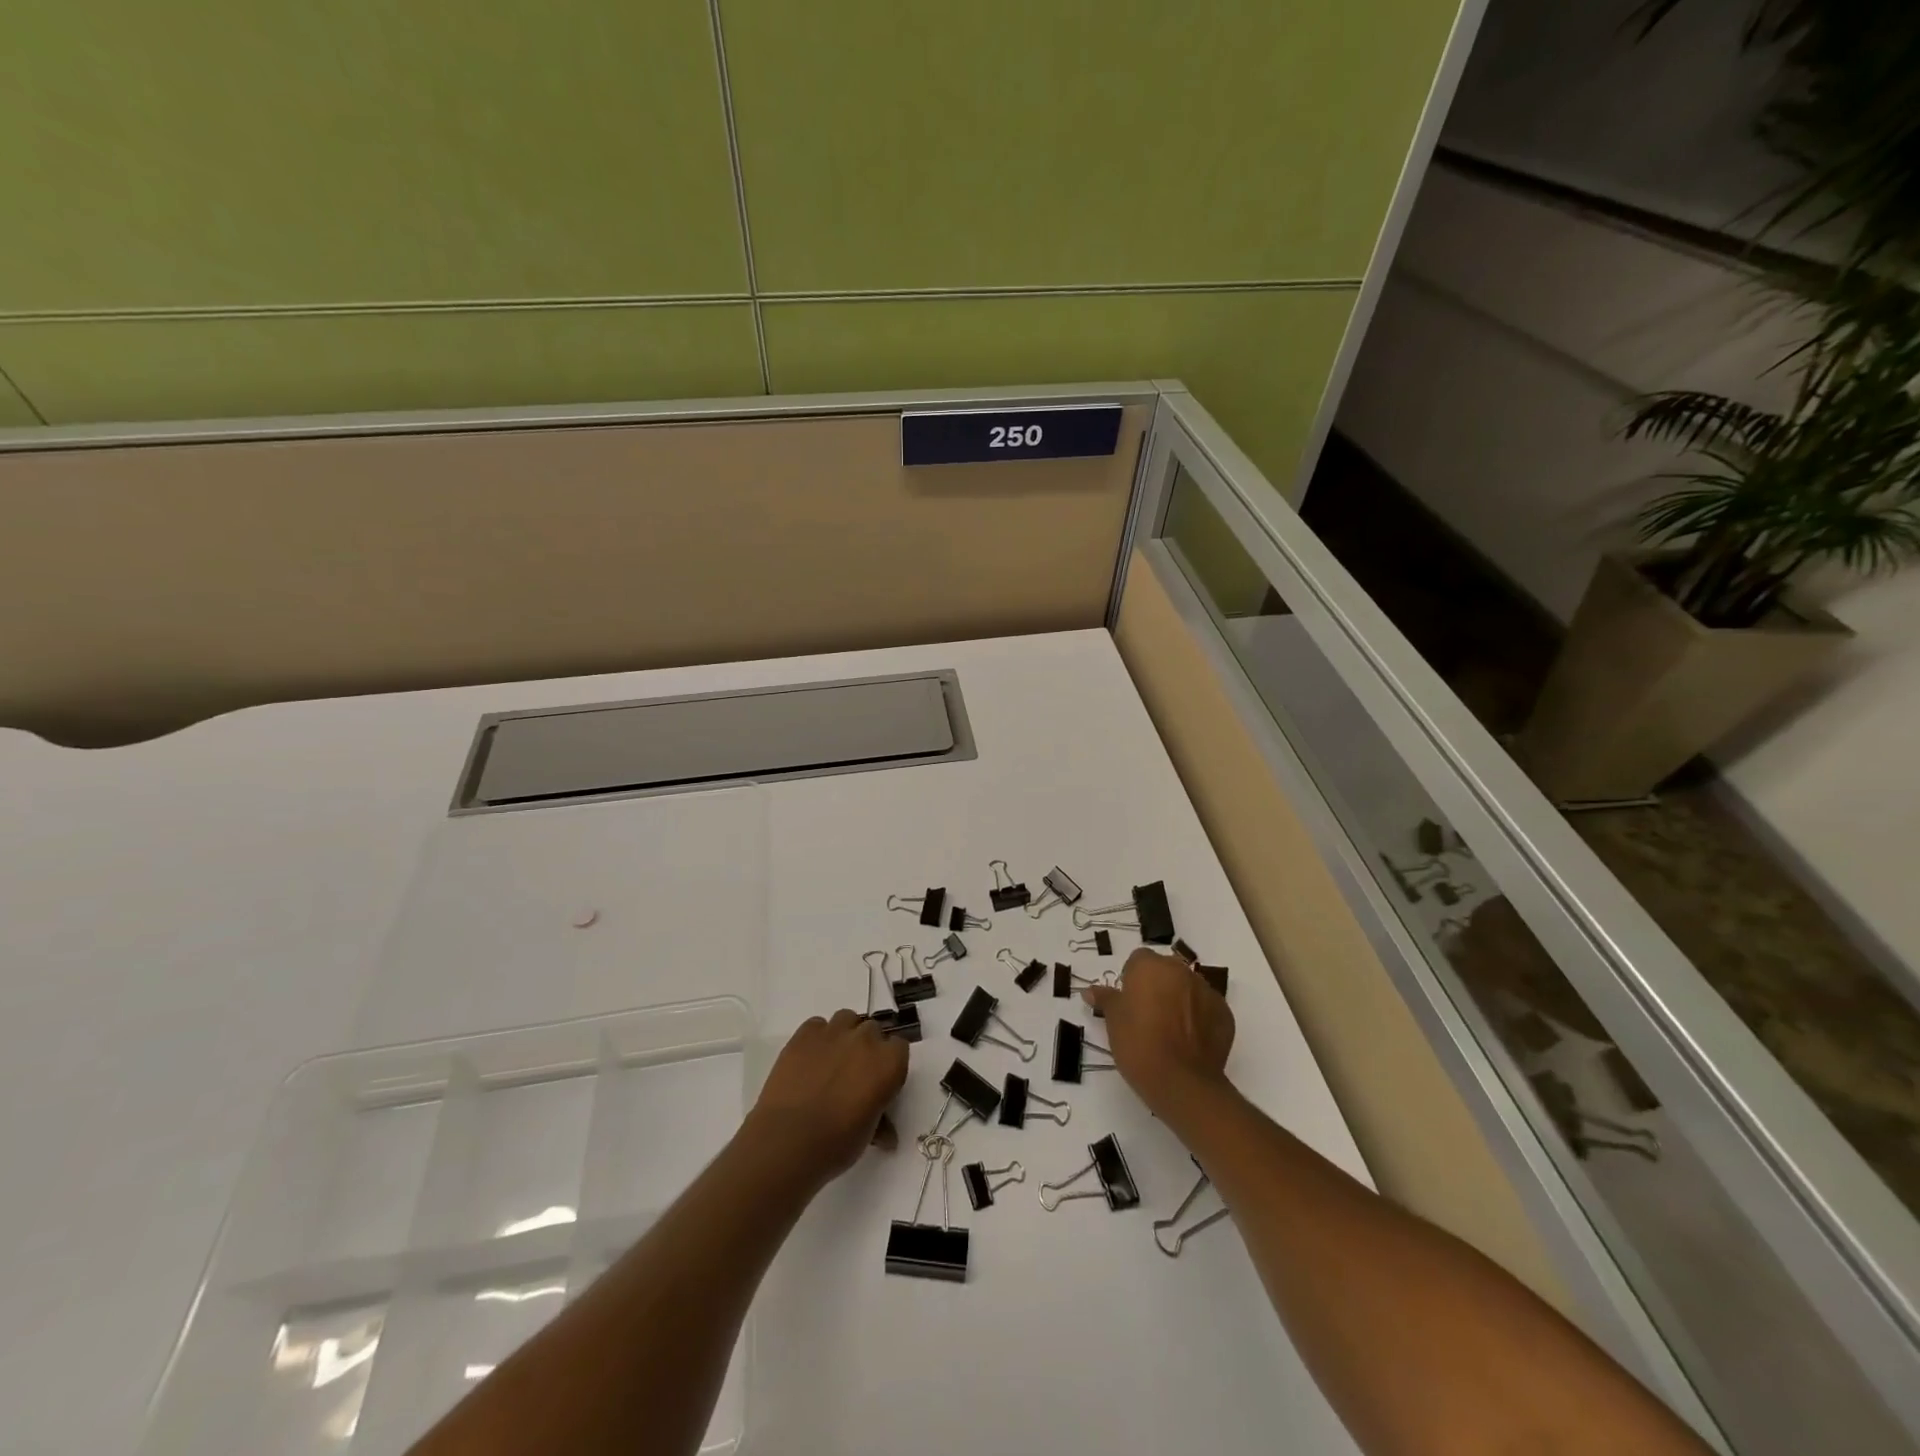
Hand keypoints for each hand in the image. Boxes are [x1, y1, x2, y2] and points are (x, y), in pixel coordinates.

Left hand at [743, 1009, 909, 1189]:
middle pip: (873, 1030)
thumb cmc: (836, 1144)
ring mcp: (834, 1032)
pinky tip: (809, 1059)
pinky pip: (817, 1025)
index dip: (889, 1063)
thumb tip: (886, 1132)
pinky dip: (817, 1038)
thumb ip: (880, 1119)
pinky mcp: (804, 1033)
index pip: (899, 1048)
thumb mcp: (868, 1134)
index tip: (879, 1080)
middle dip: (866, 1048)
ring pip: (846, 1019)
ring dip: (844, 1035)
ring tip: (832, 1060)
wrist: (787, 1140)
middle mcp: (865, 1039)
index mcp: (889, 1063)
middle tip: (854, 1073)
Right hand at [1083, 949, 1234, 1116]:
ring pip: (1188, 988)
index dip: (1131, 980)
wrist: (1182, 1082)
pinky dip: (1199, 1019)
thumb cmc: (1139, 1044)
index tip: (1128, 1003)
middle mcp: (1180, 971)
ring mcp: (1207, 992)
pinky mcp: (1225, 1015)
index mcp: (1150, 966)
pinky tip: (1189, 1042)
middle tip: (1147, 1016)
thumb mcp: (1113, 1021)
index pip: (1138, 960)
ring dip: (1179, 1001)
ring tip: (1169, 1031)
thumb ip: (1105, 999)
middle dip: (1157, 987)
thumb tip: (1091, 990)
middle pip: (1165, 971)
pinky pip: (1207, 1009)